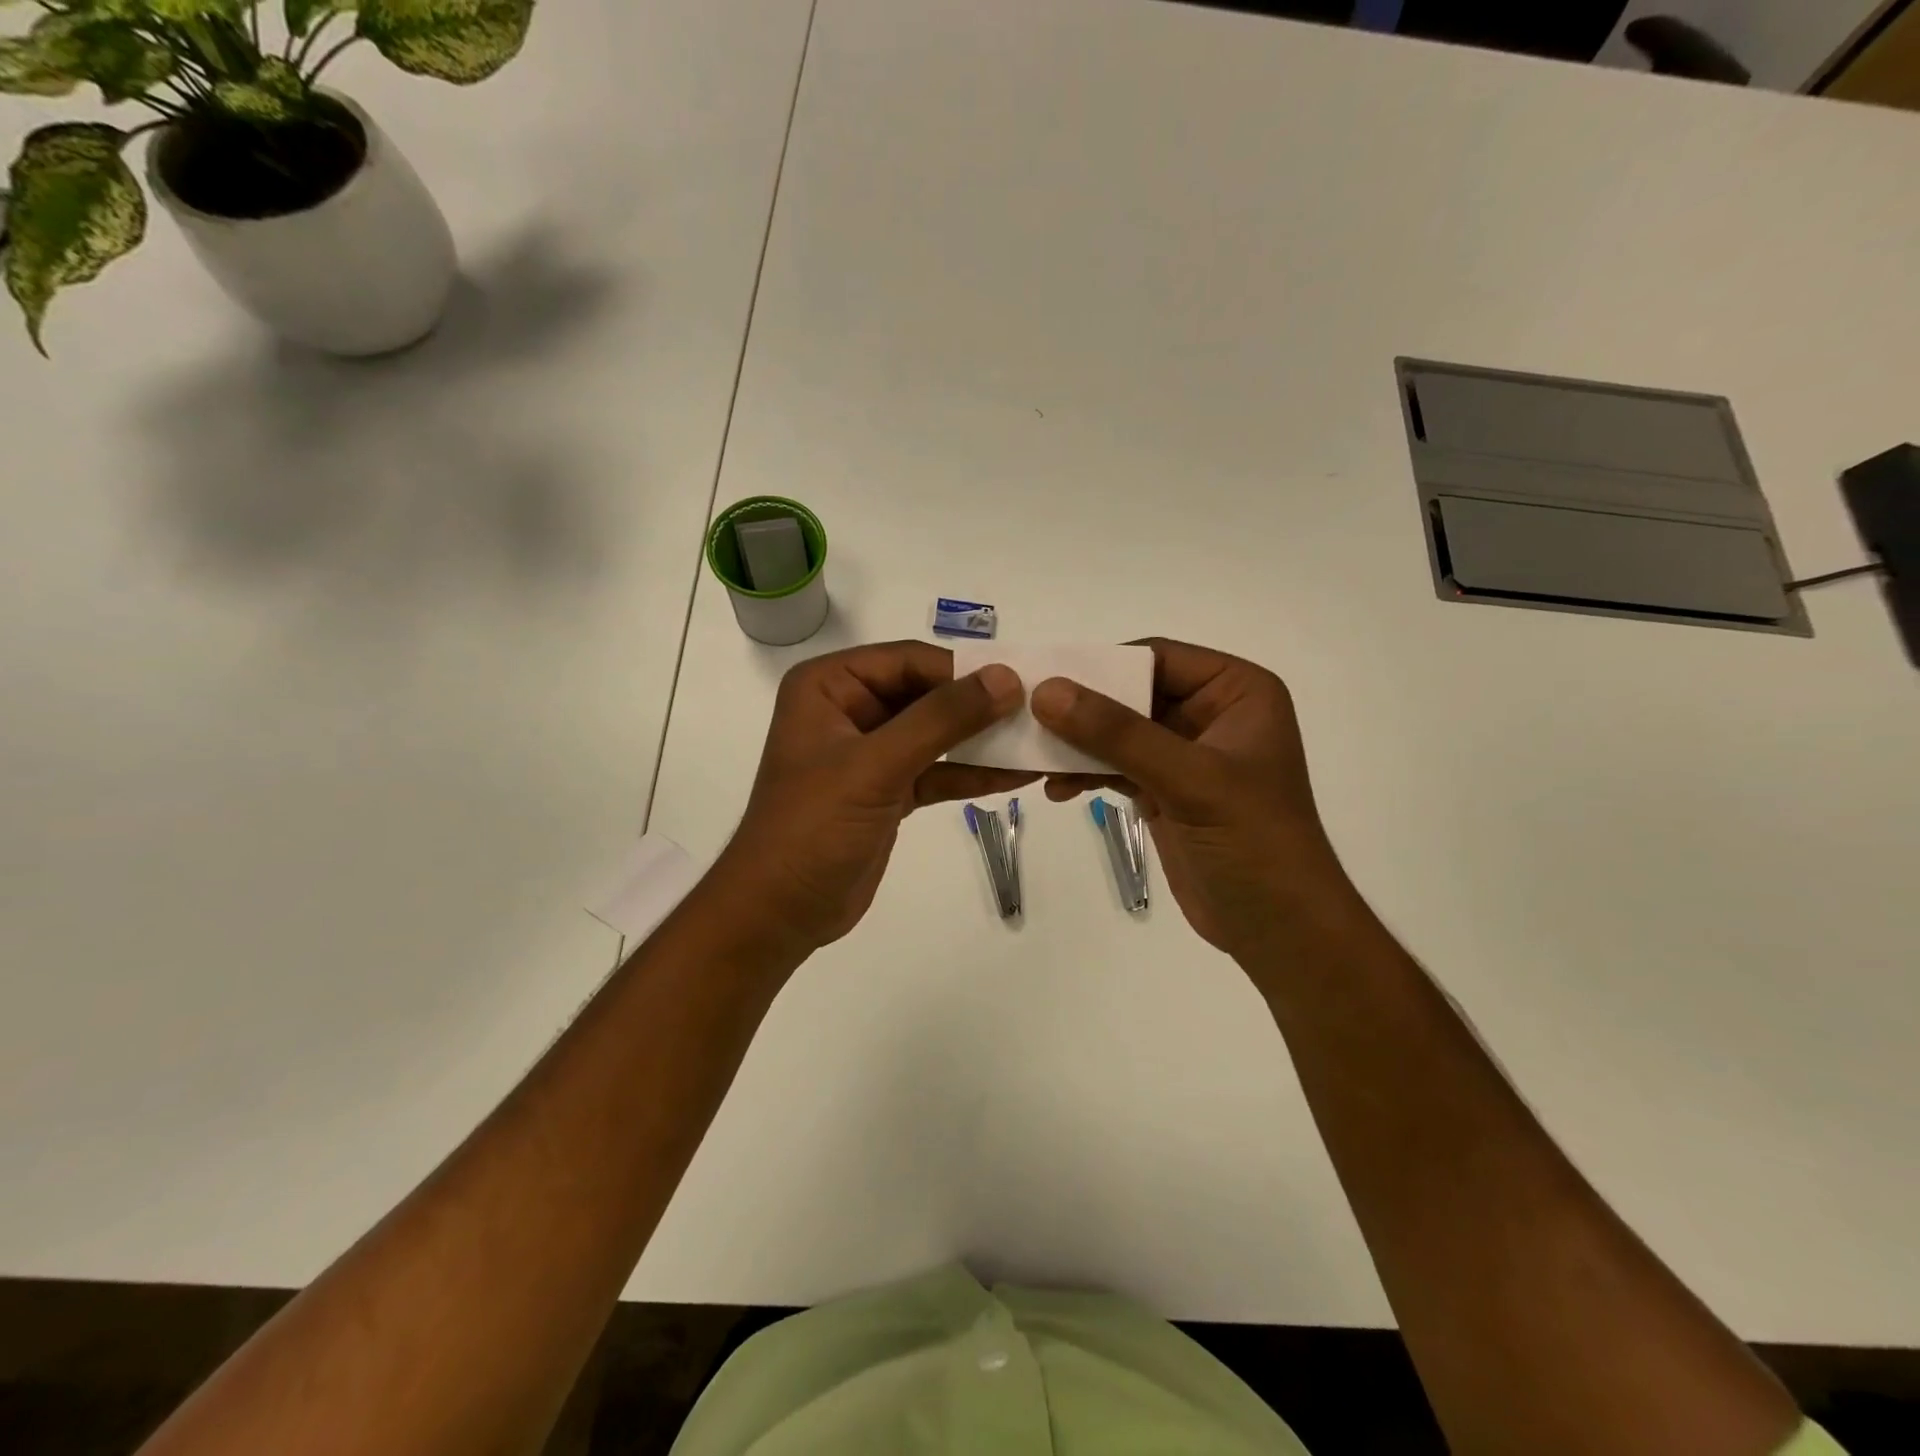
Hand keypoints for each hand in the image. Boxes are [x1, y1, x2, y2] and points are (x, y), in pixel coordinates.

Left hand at [709, 642, 1034, 955]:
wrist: (780, 912)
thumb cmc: (812, 827)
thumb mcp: (875, 766)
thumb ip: (941, 719)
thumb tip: (1007, 679)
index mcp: (829, 686)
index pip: (908, 661)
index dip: (964, 671)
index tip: (1020, 685)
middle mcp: (850, 709)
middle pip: (927, 694)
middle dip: (979, 707)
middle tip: (1038, 714)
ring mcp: (871, 752)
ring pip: (937, 734)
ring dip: (983, 741)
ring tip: (1039, 744)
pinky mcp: (889, 789)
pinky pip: (937, 770)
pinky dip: (972, 773)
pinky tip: (1017, 775)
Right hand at [1031, 638, 1355, 962]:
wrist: (1278, 931)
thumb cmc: (1253, 843)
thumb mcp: (1189, 780)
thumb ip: (1119, 734)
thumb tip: (1048, 691)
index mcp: (1237, 692)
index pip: (1159, 658)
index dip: (1103, 665)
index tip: (1046, 679)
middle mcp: (1211, 715)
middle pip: (1131, 694)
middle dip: (1082, 710)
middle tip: (1028, 719)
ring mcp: (1185, 756)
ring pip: (1118, 733)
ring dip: (1077, 746)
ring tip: (1035, 761)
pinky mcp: (1165, 792)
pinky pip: (1115, 767)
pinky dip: (1086, 774)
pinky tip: (1057, 790)